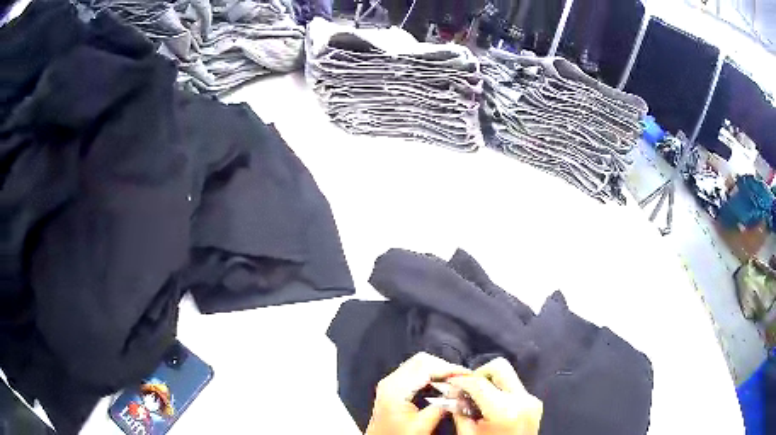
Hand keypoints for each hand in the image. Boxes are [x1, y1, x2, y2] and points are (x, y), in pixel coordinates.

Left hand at [366, 352, 470, 434]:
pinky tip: (442, 384)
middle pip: (421, 361)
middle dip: (444, 366)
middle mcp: (390, 381)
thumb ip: (441, 408)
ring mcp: (390, 383)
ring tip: (455, 380)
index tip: (467, 374)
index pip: (426, 367)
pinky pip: (414, 372)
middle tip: (462, 377)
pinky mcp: (393, 388)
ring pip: (418, 364)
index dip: (449, 368)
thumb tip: (458, 394)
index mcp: (395, 388)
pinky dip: (430, 374)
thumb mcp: (421, 426)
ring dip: (438, 369)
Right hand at [447, 358, 542, 434]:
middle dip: (479, 373)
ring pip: (508, 376)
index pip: (478, 383)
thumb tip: (452, 393)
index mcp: (504, 410)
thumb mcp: (468, 434)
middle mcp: (522, 399)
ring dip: (490, 382)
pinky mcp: (535, 403)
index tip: (449, 380)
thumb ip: (459, 411)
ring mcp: (532, 400)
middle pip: (500, 367)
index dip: (460, 379)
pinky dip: (500, 391)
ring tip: (477, 398)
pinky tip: (490, 405)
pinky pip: (515, 388)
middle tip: (466, 387)